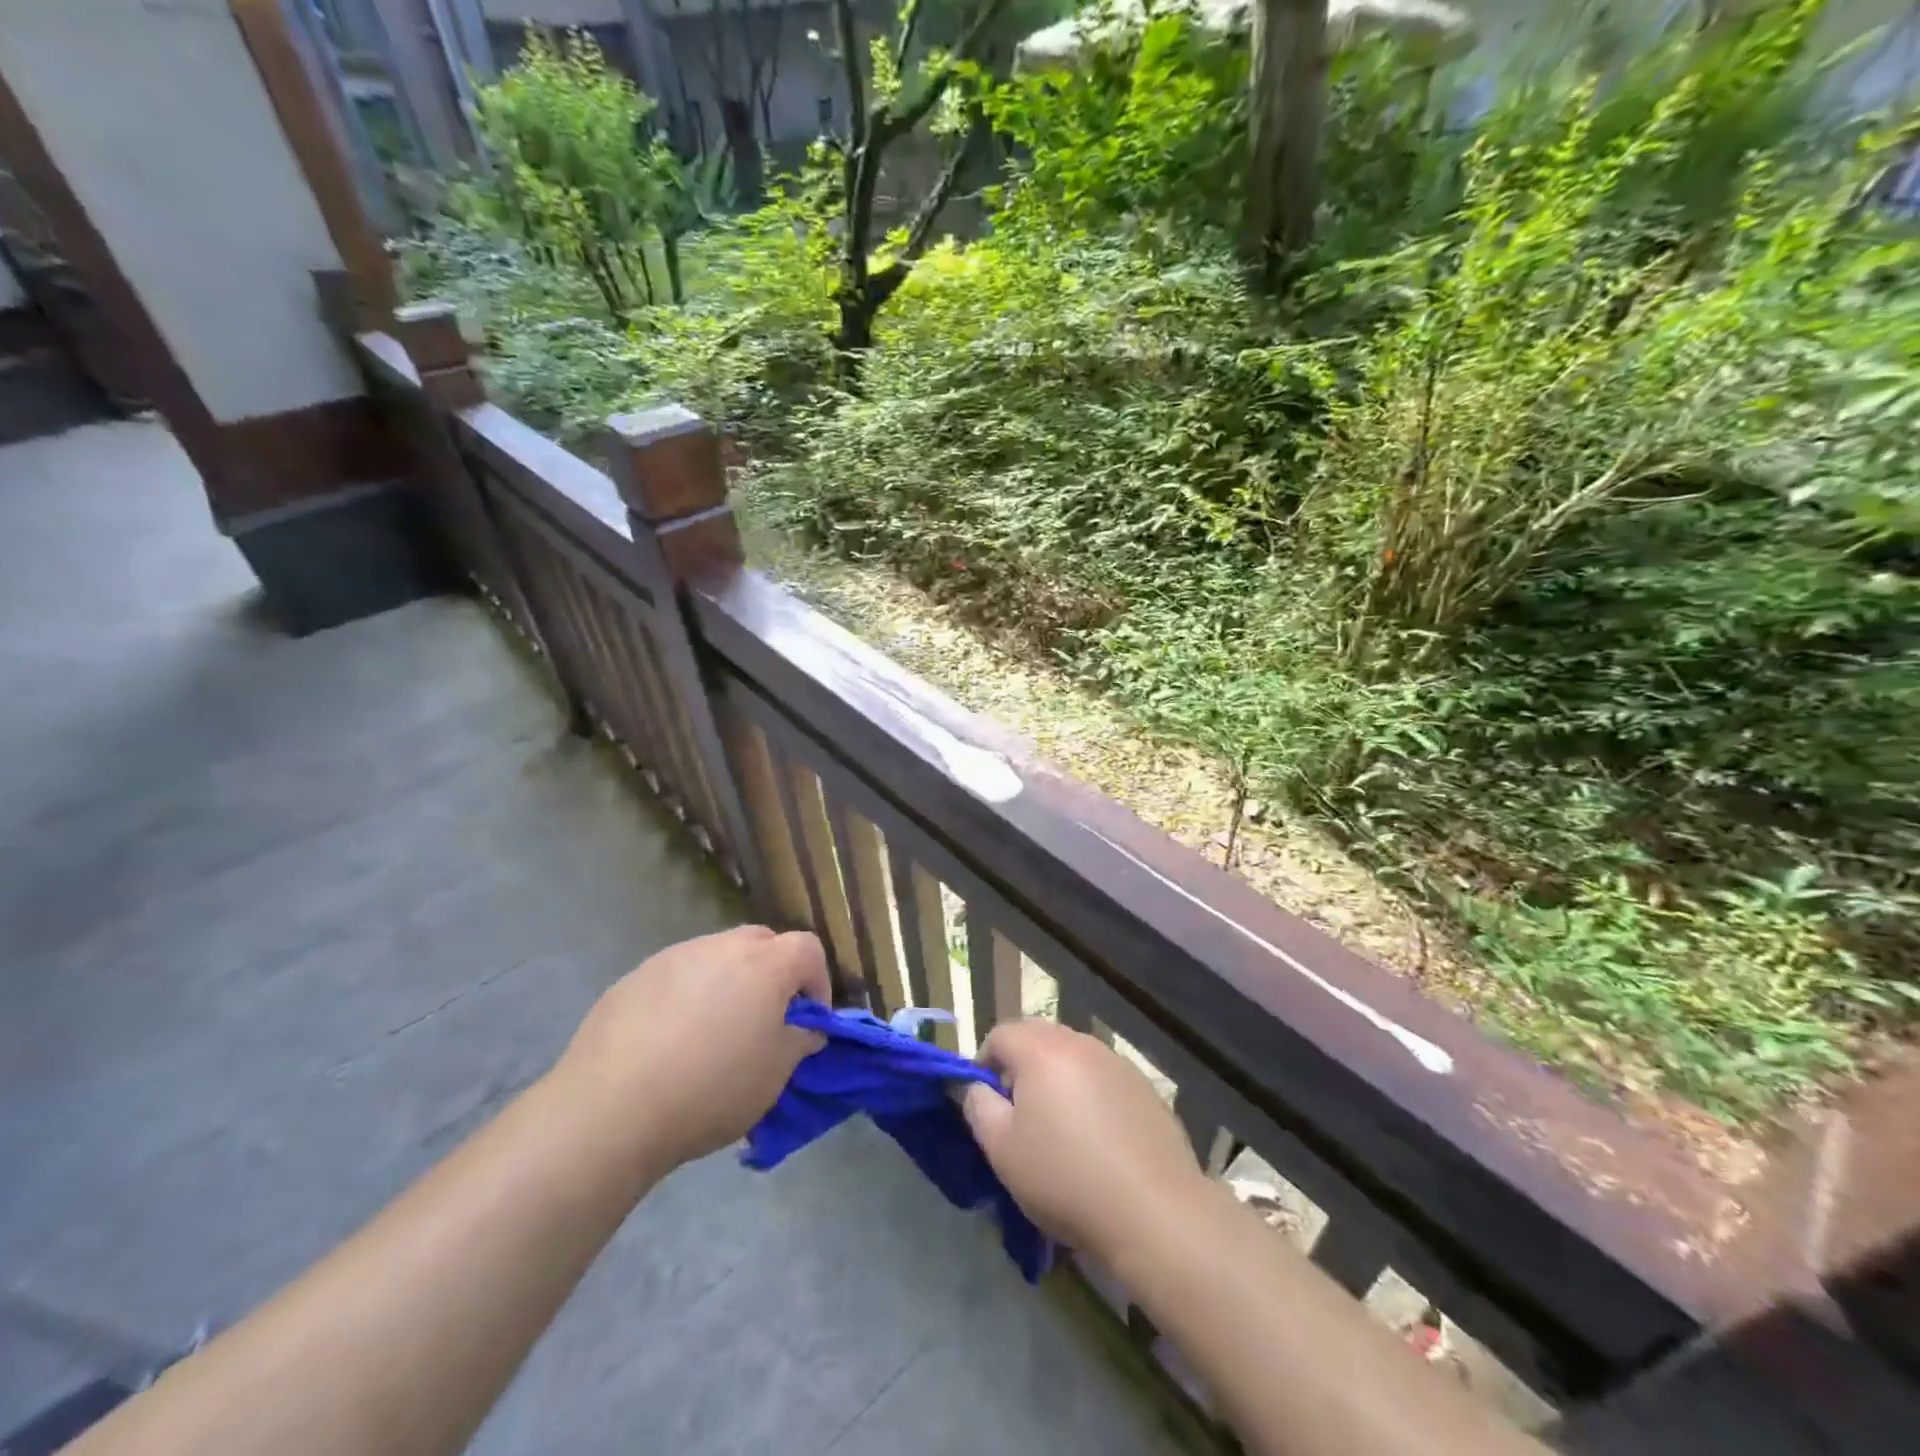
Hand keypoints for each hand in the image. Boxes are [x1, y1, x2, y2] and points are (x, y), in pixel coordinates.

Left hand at [556, 926, 830, 1170]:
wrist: (611, 1109)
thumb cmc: (710, 1089)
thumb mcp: (774, 1075)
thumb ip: (799, 1041)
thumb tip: (805, 1027)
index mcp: (764, 965)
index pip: (808, 949)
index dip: (817, 981)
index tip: (808, 1020)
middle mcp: (721, 947)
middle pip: (762, 942)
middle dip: (774, 972)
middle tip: (765, 1018)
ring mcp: (674, 957)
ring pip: (717, 955)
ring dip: (728, 981)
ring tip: (713, 1031)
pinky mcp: (635, 976)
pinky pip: (677, 975)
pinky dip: (687, 995)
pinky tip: (670, 1040)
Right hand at [961, 1020, 1207, 1264]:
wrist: (1153, 1211)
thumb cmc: (1065, 1178)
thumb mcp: (1002, 1150)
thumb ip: (979, 1108)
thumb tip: (976, 1087)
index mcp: (1042, 1050)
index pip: (1000, 1034)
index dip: (984, 1064)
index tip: (986, 1105)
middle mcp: (1080, 1043)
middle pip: (1038, 1039)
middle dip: (1021, 1069)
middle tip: (1019, 1117)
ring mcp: (1117, 1062)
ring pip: (1073, 1058)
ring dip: (1058, 1082)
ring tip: (1060, 1131)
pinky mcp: (1145, 1088)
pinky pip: (1104, 1080)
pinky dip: (1091, 1097)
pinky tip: (1098, 1142)